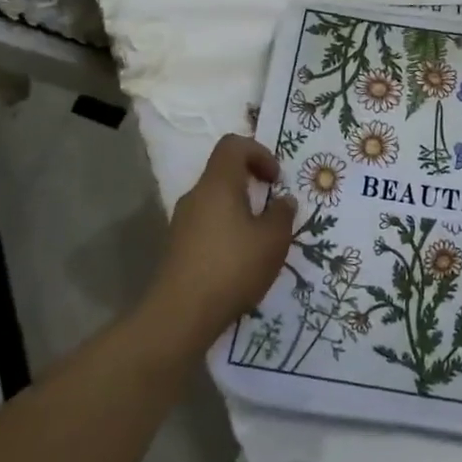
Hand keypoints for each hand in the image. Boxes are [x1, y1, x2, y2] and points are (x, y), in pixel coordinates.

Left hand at [142, 135, 297, 353]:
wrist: (180, 316)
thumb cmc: (232, 267)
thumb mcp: (273, 240)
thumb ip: (282, 214)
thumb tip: (284, 201)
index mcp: (218, 184)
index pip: (233, 145)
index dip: (259, 152)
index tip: (276, 179)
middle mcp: (196, 196)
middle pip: (223, 172)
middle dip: (251, 184)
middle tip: (272, 209)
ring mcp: (182, 222)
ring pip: (215, 201)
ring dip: (240, 210)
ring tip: (260, 239)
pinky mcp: (177, 247)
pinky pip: (206, 224)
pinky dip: (226, 230)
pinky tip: (240, 260)